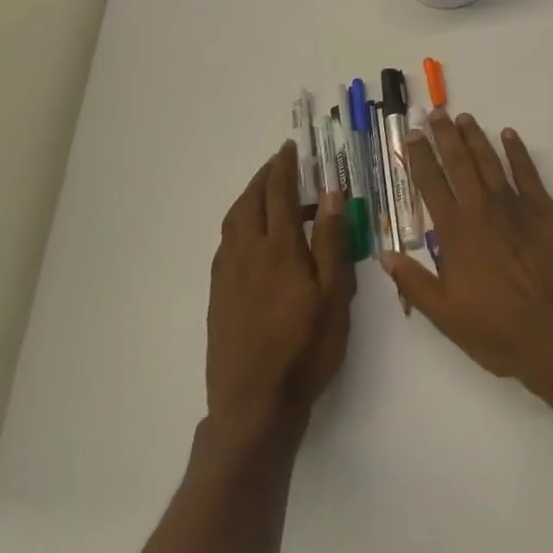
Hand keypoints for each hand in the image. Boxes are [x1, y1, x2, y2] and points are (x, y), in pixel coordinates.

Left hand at [206, 141, 355, 441]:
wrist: (254, 404)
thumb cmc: (306, 347)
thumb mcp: (334, 294)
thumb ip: (332, 241)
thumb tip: (330, 195)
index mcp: (279, 250)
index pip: (279, 195)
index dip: (284, 168)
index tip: (289, 148)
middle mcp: (246, 254)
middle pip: (249, 203)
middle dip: (263, 178)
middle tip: (279, 163)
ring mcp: (227, 276)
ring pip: (233, 223)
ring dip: (249, 199)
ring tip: (268, 193)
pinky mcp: (218, 297)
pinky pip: (226, 244)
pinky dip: (239, 225)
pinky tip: (253, 237)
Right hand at [383, 113, 552, 393]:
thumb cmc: (498, 330)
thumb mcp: (445, 316)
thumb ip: (414, 282)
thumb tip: (385, 254)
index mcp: (455, 234)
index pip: (431, 185)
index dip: (419, 158)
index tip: (410, 136)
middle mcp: (482, 210)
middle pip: (459, 164)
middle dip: (444, 137)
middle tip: (435, 114)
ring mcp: (515, 205)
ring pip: (490, 161)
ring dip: (475, 138)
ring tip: (464, 118)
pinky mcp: (545, 208)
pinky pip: (527, 171)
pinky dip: (517, 151)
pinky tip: (509, 135)